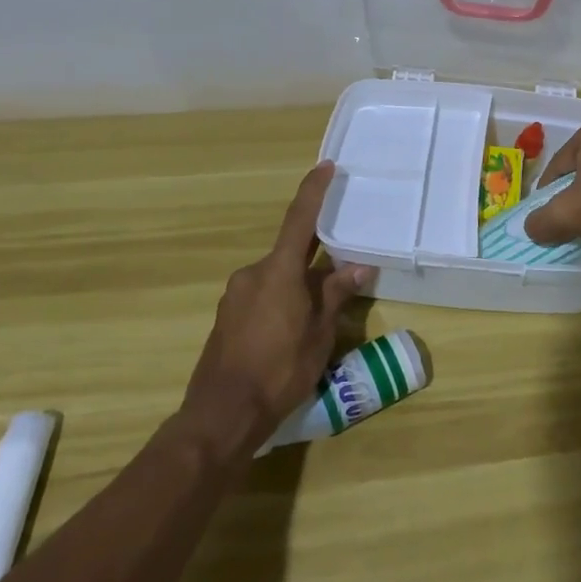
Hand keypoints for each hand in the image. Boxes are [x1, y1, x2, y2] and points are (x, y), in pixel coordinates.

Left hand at [182, 162, 373, 449]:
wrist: (221, 414)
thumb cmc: (279, 370)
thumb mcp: (319, 334)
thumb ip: (336, 295)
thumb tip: (358, 267)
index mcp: (278, 271)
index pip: (299, 219)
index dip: (313, 191)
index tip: (325, 167)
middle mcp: (252, 274)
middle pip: (290, 254)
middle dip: (316, 262)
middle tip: (341, 278)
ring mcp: (235, 295)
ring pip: (277, 278)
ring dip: (299, 286)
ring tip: (320, 316)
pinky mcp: (227, 317)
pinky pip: (262, 296)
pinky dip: (282, 301)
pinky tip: (293, 332)